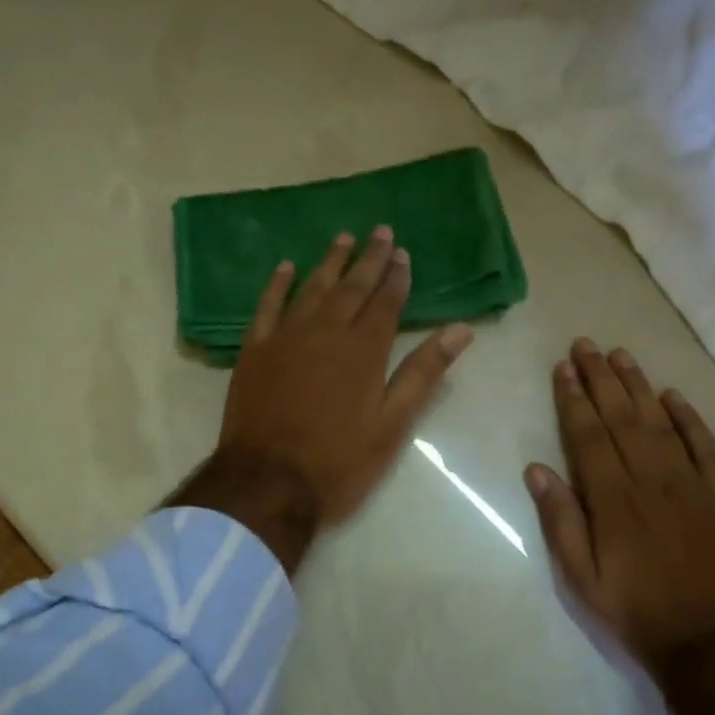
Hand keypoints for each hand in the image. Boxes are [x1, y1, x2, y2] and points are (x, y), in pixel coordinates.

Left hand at [218, 227, 474, 526]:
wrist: (267, 483)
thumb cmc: (338, 462)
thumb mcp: (391, 426)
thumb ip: (422, 374)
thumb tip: (460, 330)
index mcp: (363, 350)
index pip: (385, 303)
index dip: (396, 277)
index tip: (403, 254)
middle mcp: (324, 332)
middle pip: (351, 287)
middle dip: (369, 259)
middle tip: (380, 231)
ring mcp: (285, 338)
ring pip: (311, 288)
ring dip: (329, 262)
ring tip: (343, 238)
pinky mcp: (254, 351)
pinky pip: (267, 306)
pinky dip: (277, 285)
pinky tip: (286, 267)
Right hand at [524, 339, 714, 675]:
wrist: (712, 646)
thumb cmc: (636, 613)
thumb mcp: (582, 580)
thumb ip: (560, 522)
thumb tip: (537, 470)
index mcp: (613, 501)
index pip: (589, 437)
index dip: (574, 400)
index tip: (563, 369)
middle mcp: (652, 482)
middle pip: (622, 419)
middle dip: (601, 379)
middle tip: (586, 345)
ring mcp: (692, 486)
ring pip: (661, 423)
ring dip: (639, 387)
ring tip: (621, 356)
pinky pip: (705, 447)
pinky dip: (689, 418)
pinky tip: (673, 396)